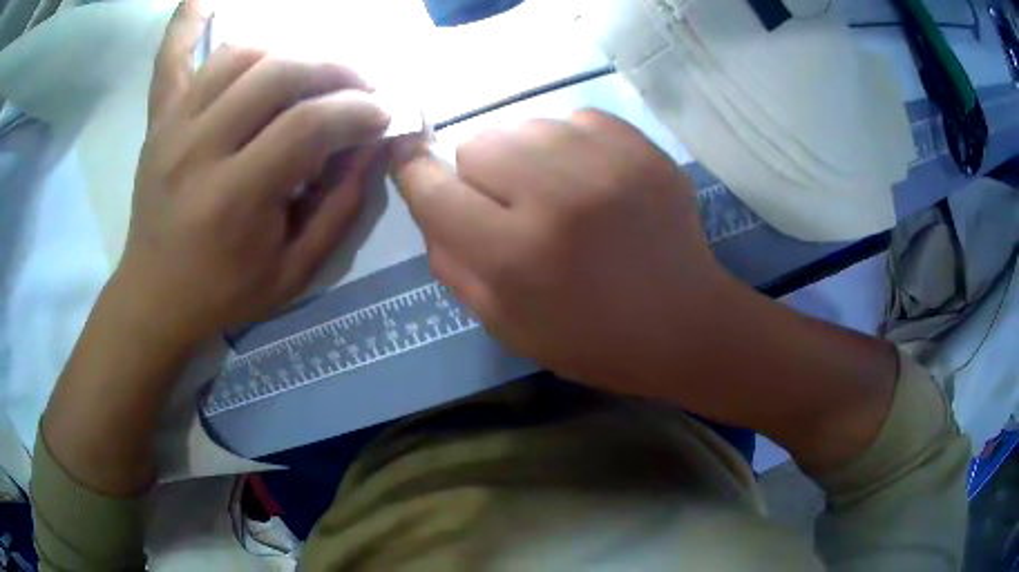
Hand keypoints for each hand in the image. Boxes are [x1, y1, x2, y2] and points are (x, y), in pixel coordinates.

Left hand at [114, 0, 390, 348]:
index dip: (358, 109)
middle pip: (279, 74)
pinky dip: (189, 21)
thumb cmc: (223, 293)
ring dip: (287, 53)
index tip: (383, 112)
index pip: (308, 125)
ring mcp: (172, 127)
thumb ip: (339, 208)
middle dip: (335, 71)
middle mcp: (198, 150)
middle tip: (360, 85)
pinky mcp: (158, 120)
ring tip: (307, 72)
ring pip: (240, 55)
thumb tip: (371, 146)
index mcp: (233, 199)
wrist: (153, 297)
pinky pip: (171, 56)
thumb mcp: (294, 272)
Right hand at [391, 110, 737, 394]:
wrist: (683, 323)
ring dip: (524, 156)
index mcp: (516, 256)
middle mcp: (556, 197)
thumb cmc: (591, 339)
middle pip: (477, 143)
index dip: (414, 172)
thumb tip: (429, 202)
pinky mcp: (640, 147)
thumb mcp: (504, 324)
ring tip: (554, 191)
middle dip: (478, 173)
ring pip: (524, 124)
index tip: (411, 161)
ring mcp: (606, 163)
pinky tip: (589, 178)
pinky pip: (574, 118)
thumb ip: (452, 263)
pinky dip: (568, 144)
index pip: (434, 190)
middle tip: (509, 204)